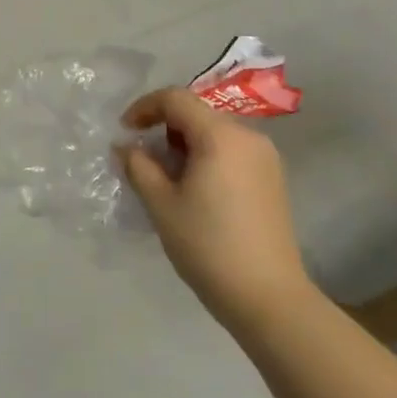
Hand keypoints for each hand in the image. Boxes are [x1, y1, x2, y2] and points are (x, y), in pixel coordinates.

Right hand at [117, 88, 308, 333]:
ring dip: (184, 144)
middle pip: (196, 113)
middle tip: (143, 160)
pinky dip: (206, 158)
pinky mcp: (272, 179)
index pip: (175, 99)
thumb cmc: (208, 245)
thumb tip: (124, 146)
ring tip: (166, 179)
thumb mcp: (161, 204)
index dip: (144, 108)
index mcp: (220, 136)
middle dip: (164, 128)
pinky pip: (231, 151)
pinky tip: (195, 190)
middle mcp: (248, 136)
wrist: (268, 297)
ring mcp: (266, 158)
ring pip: (214, 133)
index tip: (124, 132)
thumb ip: (138, 166)